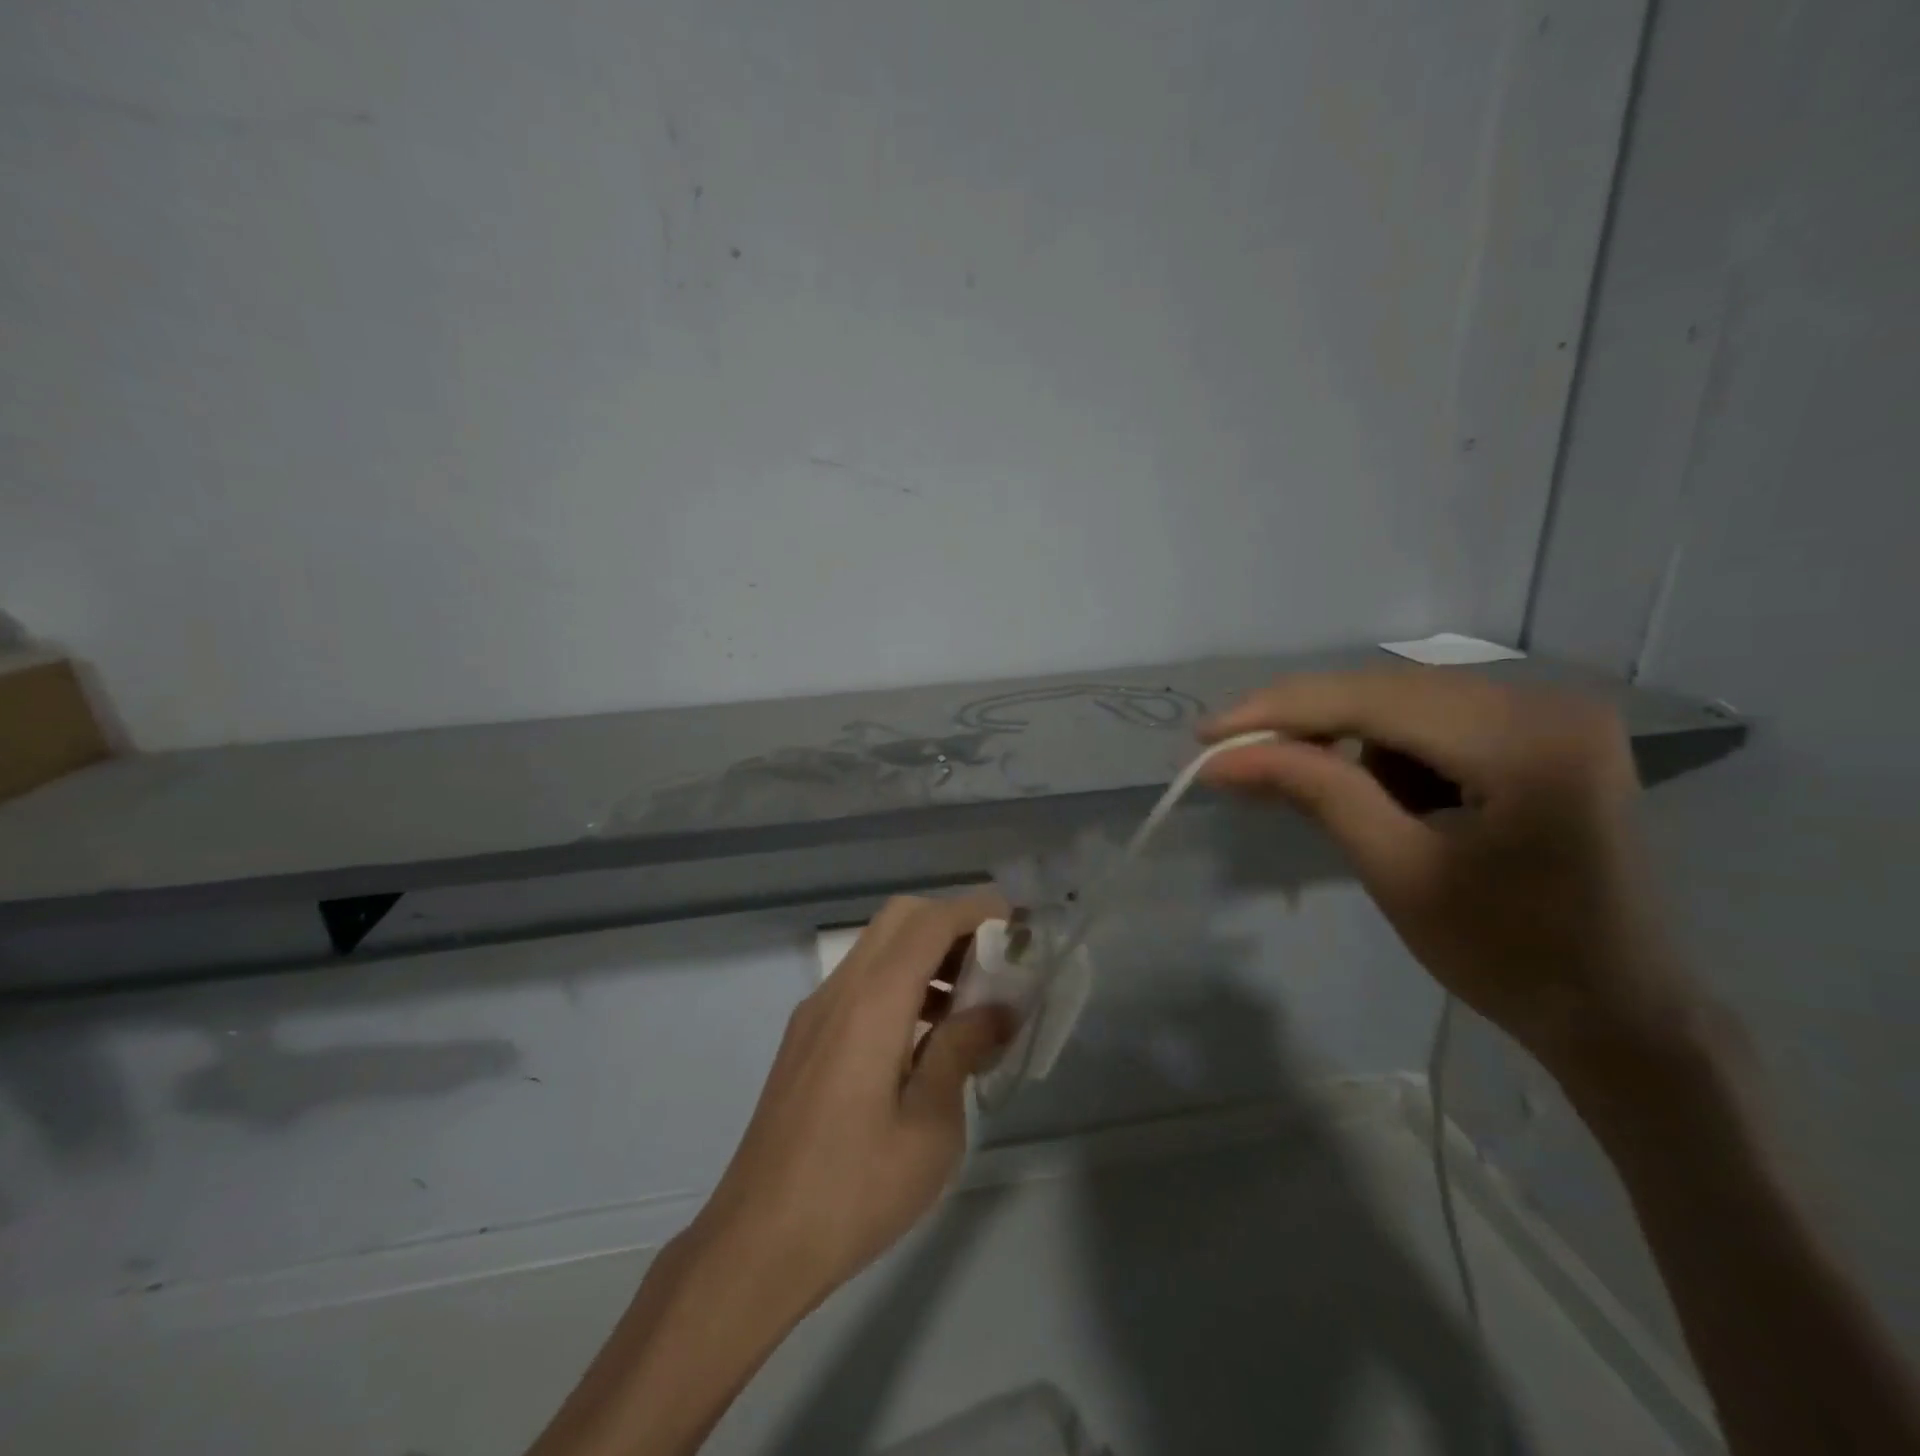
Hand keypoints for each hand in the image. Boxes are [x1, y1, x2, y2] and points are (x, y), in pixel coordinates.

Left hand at [690, 893, 1014, 1318]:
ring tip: (970, 1002)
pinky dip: (899, 981)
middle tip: (994, 961)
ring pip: (877, 948)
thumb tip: (999, 1008)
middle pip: (899, 919)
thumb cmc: (854, 1190)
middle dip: (951, 923)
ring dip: (925, 952)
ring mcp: (816, 1012)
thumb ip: (962, 1051)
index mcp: (872, 1003)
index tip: (1019, 923)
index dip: (976, 910)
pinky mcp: (806, 1037)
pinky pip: (860, 981)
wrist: (756, 1242)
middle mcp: (839, 991)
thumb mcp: (931, 1128)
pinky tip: (926, 1036)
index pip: (928, 923)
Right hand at [1198, 669, 1701, 1074]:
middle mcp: (1546, 701)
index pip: (1372, 699)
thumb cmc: (1509, 957)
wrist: (1618, 1012)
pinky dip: (1389, 755)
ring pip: (1403, 704)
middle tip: (1237, 761)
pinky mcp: (1542, 732)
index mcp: (1525, 739)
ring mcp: (1550, 712)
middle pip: (1386, 691)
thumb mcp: (1396, 871)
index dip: (1278, 712)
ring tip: (1346, 811)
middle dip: (1307, 727)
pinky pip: (1433, 722)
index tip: (1204, 735)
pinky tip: (1390, 803)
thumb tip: (1223, 758)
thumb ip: (1315, 792)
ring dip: (1351, 746)